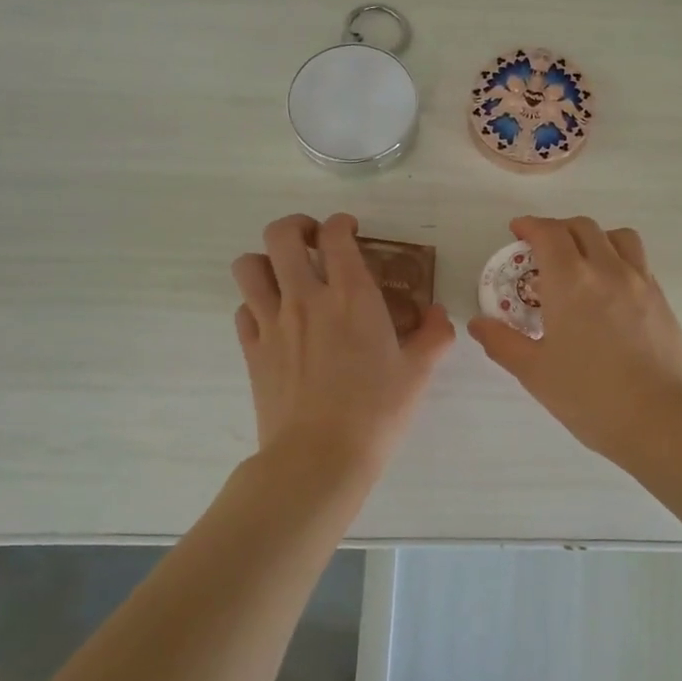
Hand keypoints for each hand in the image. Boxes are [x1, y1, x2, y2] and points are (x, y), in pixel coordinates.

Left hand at [233, 213, 454, 473]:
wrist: (319, 457)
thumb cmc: (376, 413)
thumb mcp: (418, 373)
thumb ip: (433, 336)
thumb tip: (438, 314)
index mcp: (352, 296)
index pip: (336, 236)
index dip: (341, 223)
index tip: (350, 230)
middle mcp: (306, 298)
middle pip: (281, 235)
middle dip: (296, 226)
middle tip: (312, 241)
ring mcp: (272, 322)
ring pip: (249, 266)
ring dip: (266, 260)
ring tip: (285, 275)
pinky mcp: (252, 350)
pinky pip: (243, 309)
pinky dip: (255, 304)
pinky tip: (274, 319)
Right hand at [468, 216, 681, 464]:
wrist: (659, 419)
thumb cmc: (589, 396)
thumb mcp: (535, 372)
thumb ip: (502, 342)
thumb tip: (477, 323)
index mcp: (571, 282)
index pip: (549, 234)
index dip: (530, 225)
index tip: (518, 230)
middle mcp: (607, 270)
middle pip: (583, 228)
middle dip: (558, 229)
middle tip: (543, 249)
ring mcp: (640, 282)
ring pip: (618, 237)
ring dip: (594, 237)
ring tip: (582, 260)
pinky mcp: (662, 300)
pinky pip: (638, 261)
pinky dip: (618, 259)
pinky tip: (610, 289)